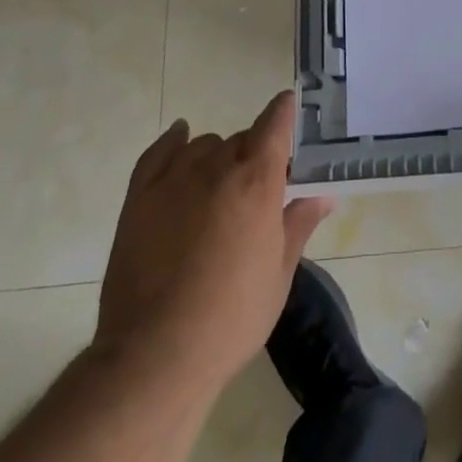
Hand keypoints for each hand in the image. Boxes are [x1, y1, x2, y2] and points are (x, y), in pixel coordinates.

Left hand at [94, 91, 333, 388]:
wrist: (155, 357)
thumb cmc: (231, 319)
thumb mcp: (278, 275)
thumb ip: (299, 226)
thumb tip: (323, 197)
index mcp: (257, 182)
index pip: (274, 125)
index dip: (284, 111)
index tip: (289, 105)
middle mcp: (217, 168)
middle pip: (241, 140)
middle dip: (253, 155)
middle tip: (256, 190)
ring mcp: (173, 179)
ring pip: (203, 146)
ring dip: (217, 156)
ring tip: (218, 187)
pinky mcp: (138, 198)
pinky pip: (159, 152)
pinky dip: (172, 141)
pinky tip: (180, 138)